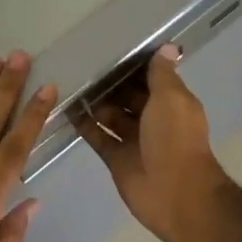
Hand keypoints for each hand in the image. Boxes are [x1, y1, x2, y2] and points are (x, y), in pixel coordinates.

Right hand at [74, 45, 227, 241]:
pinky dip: (85, 125)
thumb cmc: (175, 139)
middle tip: (81, 64)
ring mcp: (134, 140)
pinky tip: (66, 108)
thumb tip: (166, 47)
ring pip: (111, 116)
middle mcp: (153, 119)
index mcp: (171, 103)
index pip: (151, 78)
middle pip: (128, 96)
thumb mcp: (171, 99)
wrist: (175, 194)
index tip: (110, 47)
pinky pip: (98, 137)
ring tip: (69, 82)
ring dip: (95, 102)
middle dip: (110, 83)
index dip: (133, 65)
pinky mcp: (117, 159)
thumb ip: (162, 74)